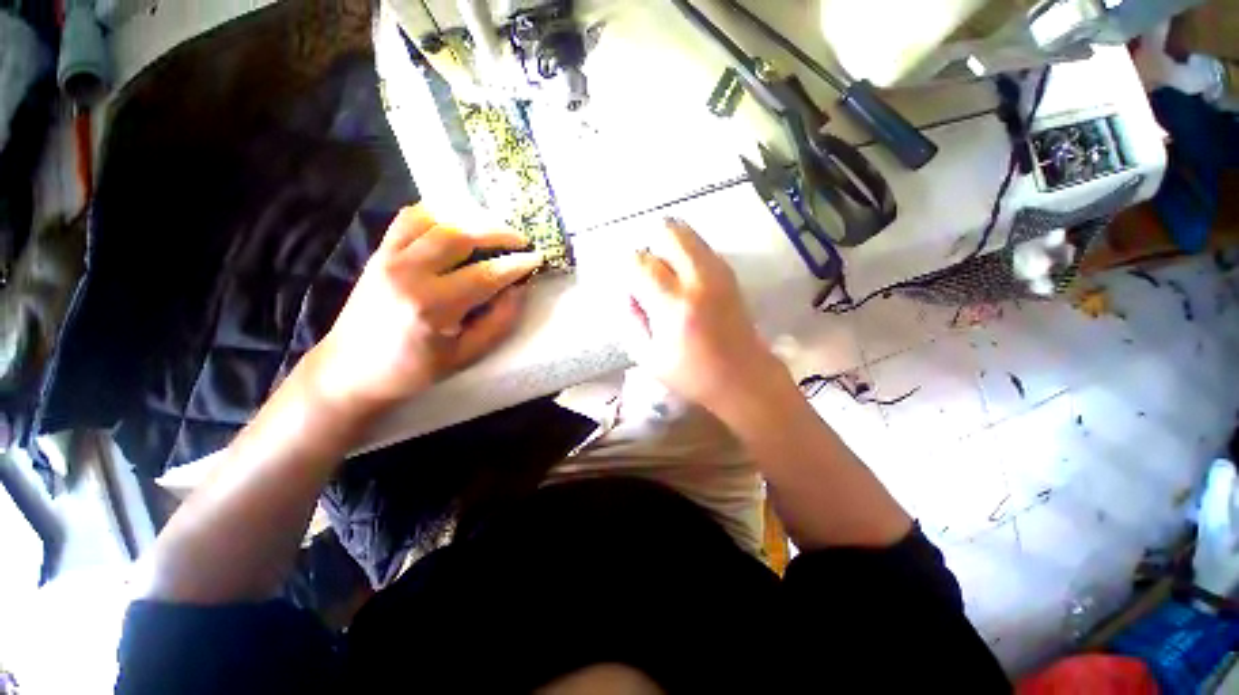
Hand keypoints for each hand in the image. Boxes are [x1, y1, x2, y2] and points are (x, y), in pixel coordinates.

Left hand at [305, 204, 541, 415]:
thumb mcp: (466, 356)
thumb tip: (519, 289)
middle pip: (461, 236)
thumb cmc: (414, 369)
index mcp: (433, 307)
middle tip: (520, 240)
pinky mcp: (379, 253)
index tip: (537, 258)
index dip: (516, 265)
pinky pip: (409, 219)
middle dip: (498, 233)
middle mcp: (409, 274)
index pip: (486, 275)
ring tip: (494, 229)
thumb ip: (498, 322)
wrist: (351, 370)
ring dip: (471, 219)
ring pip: (436, 220)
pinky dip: (437, 213)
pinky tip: (456, 221)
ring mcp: (390, 259)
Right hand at [623, 218, 785, 415]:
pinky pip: (700, 246)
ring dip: (668, 248)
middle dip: (650, 247)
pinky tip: (684, 281)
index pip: (639, 262)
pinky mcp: (729, 273)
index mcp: (674, 305)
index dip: (628, 270)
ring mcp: (718, 272)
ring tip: (666, 278)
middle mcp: (698, 279)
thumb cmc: (693, 374)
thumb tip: (629, 292)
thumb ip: (631, 319)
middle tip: (648, 275)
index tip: (630, 287)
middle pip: (667, 231)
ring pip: (686, 232)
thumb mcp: (648, 356)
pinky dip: (685, 254)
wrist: (744, 377)